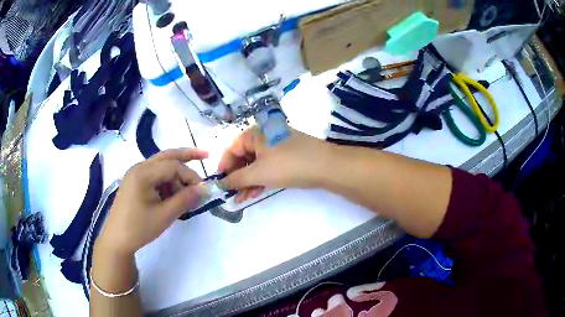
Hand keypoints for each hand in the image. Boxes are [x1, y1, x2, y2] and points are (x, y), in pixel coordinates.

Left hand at [95, 149, 207, 256]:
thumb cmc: (139, 228)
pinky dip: (166, 182)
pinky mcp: (135, 183)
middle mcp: (138, 168)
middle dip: (186, 155)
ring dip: (176, 176)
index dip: (190, 176)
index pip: (173, 166)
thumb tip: (204, 189)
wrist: (116, 240)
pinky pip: (154, 176)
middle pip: (166, 156)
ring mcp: (135, 175)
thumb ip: (185, 199)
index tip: (202, 191)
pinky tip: (173, 196)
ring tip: (187, 193)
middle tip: (205, 155)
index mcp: (143, 173)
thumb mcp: (164, 215)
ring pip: (161, 167)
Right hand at [218, 126, 331, 202]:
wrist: (326, 166)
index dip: (223, 166)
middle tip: (233, 195)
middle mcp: (263, 136)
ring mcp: (275, 145)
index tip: (220, 184)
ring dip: (248, 181)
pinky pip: (267, 166)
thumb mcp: (258, 173)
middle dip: (237, 177)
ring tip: (243, 199)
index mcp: (254, 133)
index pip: (231, 148)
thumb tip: (219, 184)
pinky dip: (260, 179)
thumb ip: (236, 179)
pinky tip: (255, 192)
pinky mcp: (285, 155)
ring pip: (255, 163)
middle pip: (242, 156)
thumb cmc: (288, 166)